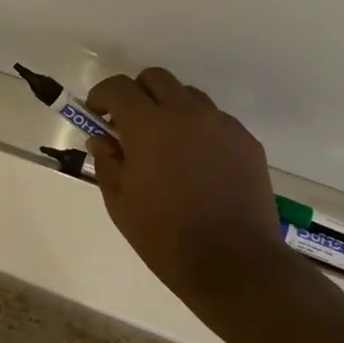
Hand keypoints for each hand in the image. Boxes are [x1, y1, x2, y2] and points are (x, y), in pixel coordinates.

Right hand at [85, 68, 282, 299]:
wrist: (234, 264)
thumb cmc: (166, 237)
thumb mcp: (120, 203)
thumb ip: (107, 162)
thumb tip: (102, 139)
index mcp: (148, 125)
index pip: (118, 87)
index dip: (102, 96)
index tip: (97, 115)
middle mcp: (186, 113)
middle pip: (156, 78)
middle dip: (137, 94)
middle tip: (131, 126)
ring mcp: (221, 124)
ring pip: (189, 97)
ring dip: (171, 110)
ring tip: (168, 147)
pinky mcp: (246, 140)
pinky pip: (216, 121)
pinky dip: (200, 131)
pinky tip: (199, 166)